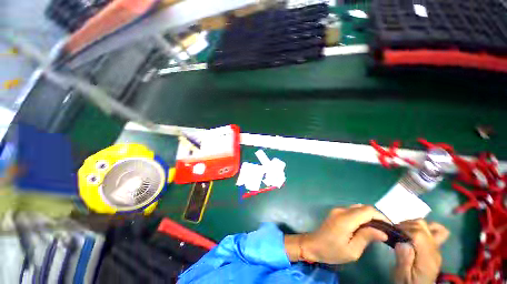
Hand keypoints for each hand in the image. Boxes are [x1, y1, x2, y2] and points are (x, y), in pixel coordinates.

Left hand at [285, 205, 389, 263]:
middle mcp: (341, 210)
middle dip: (376, 216)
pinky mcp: (335, 212)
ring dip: (368, 216)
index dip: (381, 217)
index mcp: (346, 219)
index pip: (367, 210)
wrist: (313, 245)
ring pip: (357, 208)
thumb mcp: (352, 250)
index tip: (390, 228)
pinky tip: (364, 226)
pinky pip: (351, 210)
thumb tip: (382, 232)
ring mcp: (337, 210)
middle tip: (384, 230)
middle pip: (363, 207)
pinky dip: (361, 216)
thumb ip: (366, 237)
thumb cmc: (331, 251)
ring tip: (376, 229)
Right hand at [393, 220, 447, 283]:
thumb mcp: (402, 274)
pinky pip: (434, 231)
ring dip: (415, 224)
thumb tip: (402, 242)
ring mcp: (436, 248)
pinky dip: (423, 228)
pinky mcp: (434, 248)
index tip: (393, 230)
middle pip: (424, 226)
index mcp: (427, 257)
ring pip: (430, 226)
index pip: (419, 234)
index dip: (404, 228)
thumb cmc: (408, 282)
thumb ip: (403, 258)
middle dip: (407, 224)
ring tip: (404, 230)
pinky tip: (413, 232)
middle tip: (396, 230)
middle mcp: (434, 250)